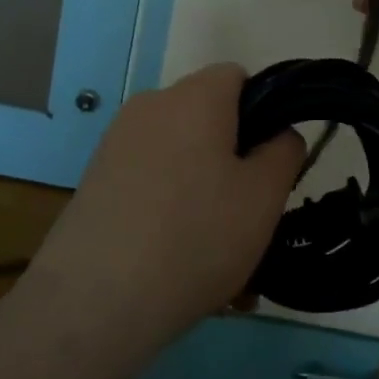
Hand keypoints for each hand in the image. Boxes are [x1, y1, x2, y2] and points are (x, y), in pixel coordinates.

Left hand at [29, 64, 302, 360]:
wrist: (94, 301)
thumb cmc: (196, 236)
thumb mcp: (264, 197)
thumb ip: (284, 152)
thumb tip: (278, 133)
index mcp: (194, 97)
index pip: (237, 77)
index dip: (262, 112)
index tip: (267, 164)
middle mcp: (150, 106)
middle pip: (207, 117)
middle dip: (232, 157)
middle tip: (247, 213)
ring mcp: (116, 143)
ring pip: (179, 156)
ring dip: (203, 189)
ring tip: (215, 253)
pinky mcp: (95, 180)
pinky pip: (150, 181)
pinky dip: (169, 207)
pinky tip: (177, 261)